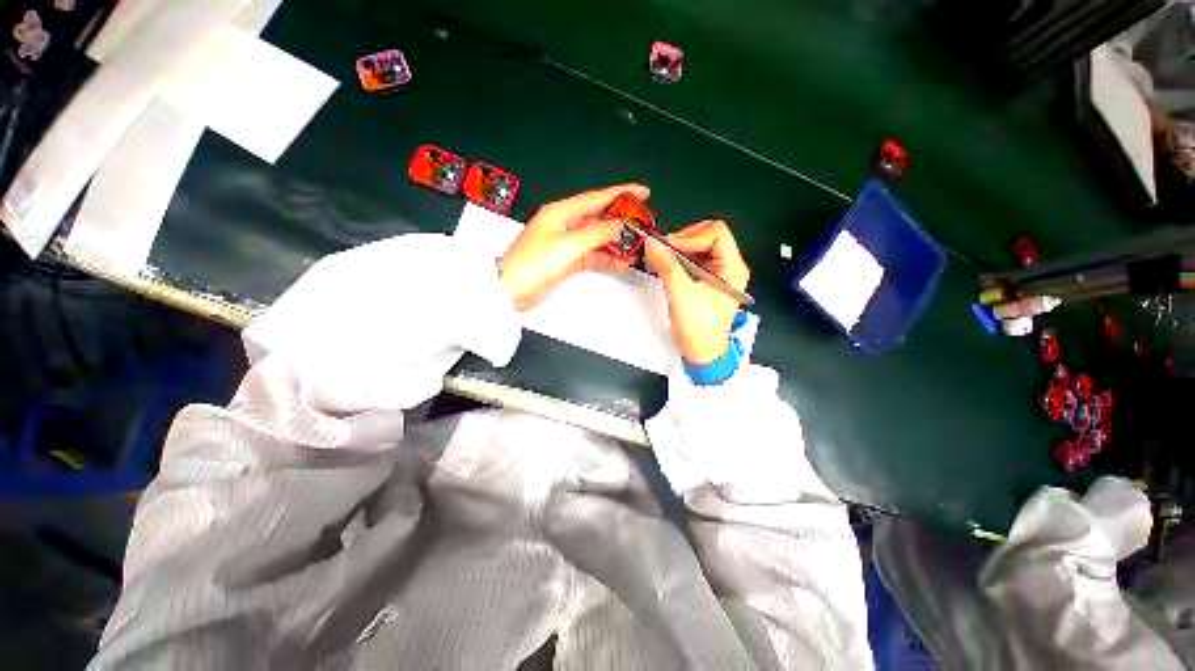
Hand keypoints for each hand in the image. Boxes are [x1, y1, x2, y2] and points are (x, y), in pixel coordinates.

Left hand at [499, 184, 649, 310]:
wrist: (511, 291)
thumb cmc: (533, 264)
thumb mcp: (569, 245)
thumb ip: (597, 233)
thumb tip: (619, 225)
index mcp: (562, 213)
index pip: (598, 198)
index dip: (622, 193)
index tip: (643, 192)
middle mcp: (565, 224)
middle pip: (599, 217)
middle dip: (622, 221)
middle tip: (644, 225)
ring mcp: (566, 243)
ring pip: (598, 238)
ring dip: (616, 242)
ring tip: (637, 247)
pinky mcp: (567, 260)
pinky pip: (592, 254)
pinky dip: (607, 257)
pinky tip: (621, 262)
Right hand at [645, 220, 749, 364]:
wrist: (702, 353)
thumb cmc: (698, 328)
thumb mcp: (680, 294)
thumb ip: (666, 266)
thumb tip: (651, 244)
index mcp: (733, 268)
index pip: (717, 233)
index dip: (691, 236)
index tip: (669, 246)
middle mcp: (730, 267)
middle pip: (709, 236)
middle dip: (684, 240)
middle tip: (664, 251)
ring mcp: (719, 273)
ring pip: (700, 247)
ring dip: (680, 250)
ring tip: (664, 259)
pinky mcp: (708, 281)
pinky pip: (695, 260)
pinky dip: (680, 259)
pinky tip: (669, 267)